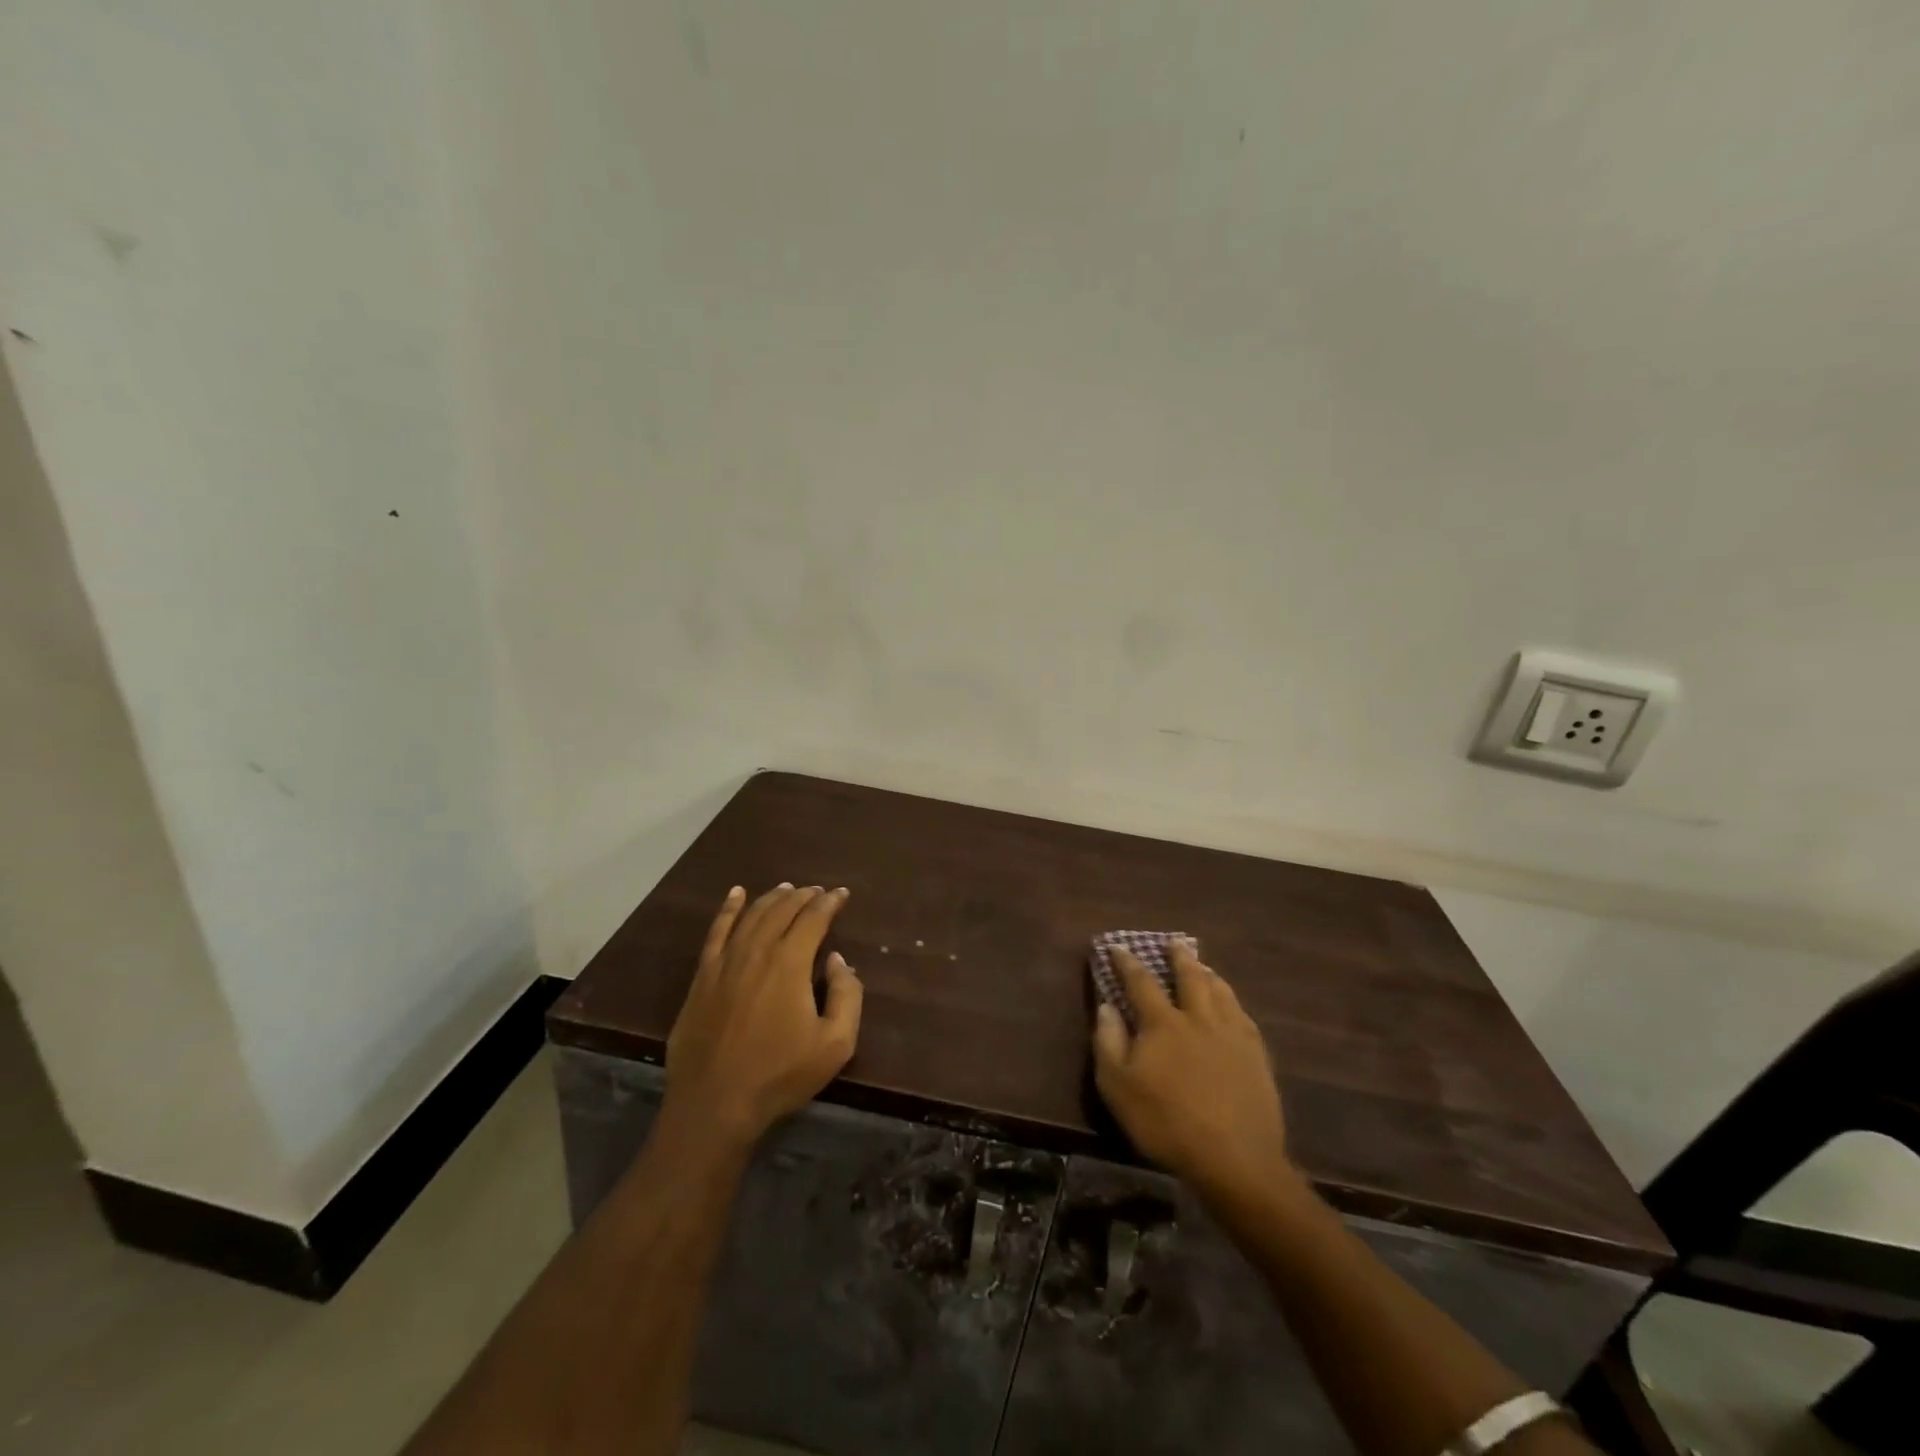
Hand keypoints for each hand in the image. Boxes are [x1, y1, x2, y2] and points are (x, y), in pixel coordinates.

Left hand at [664, 883, 862, 1148]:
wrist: (715, 1104)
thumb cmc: (780, 1075)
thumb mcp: (835, 1043)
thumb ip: (847, 995)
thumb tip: (838, 960)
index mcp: (790, 963)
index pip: (813, 918)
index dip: (830, 902)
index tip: (842, 894)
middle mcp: (757, 951)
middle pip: (782, 910)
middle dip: (803, 896)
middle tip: (818, 892)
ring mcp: (725, 961)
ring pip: (752, 915)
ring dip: (772, 898)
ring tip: (787, 889)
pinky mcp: (702, 977)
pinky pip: (716, 931)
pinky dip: (728, 909)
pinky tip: (736, 894)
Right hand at [1092, 940, 1296, 1203]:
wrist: (1234, 1159)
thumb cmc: (1166, 1123)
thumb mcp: (1118, 1088)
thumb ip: (1108, 1042)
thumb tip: (1106, 1006)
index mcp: (1163, 1023)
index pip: (1141, 982)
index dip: (1127, 962)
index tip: (1117, 946)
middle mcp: (1199, 1018)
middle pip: (1190, 977)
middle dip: (1179, 957)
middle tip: (1174, 942)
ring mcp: (1232, 1035)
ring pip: (1221, 991)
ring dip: (1209, 974)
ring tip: (1204, 966)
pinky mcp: (1256, 1056)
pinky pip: (1243, 1016)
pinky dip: (1233, 1002)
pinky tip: (1233, 1006)